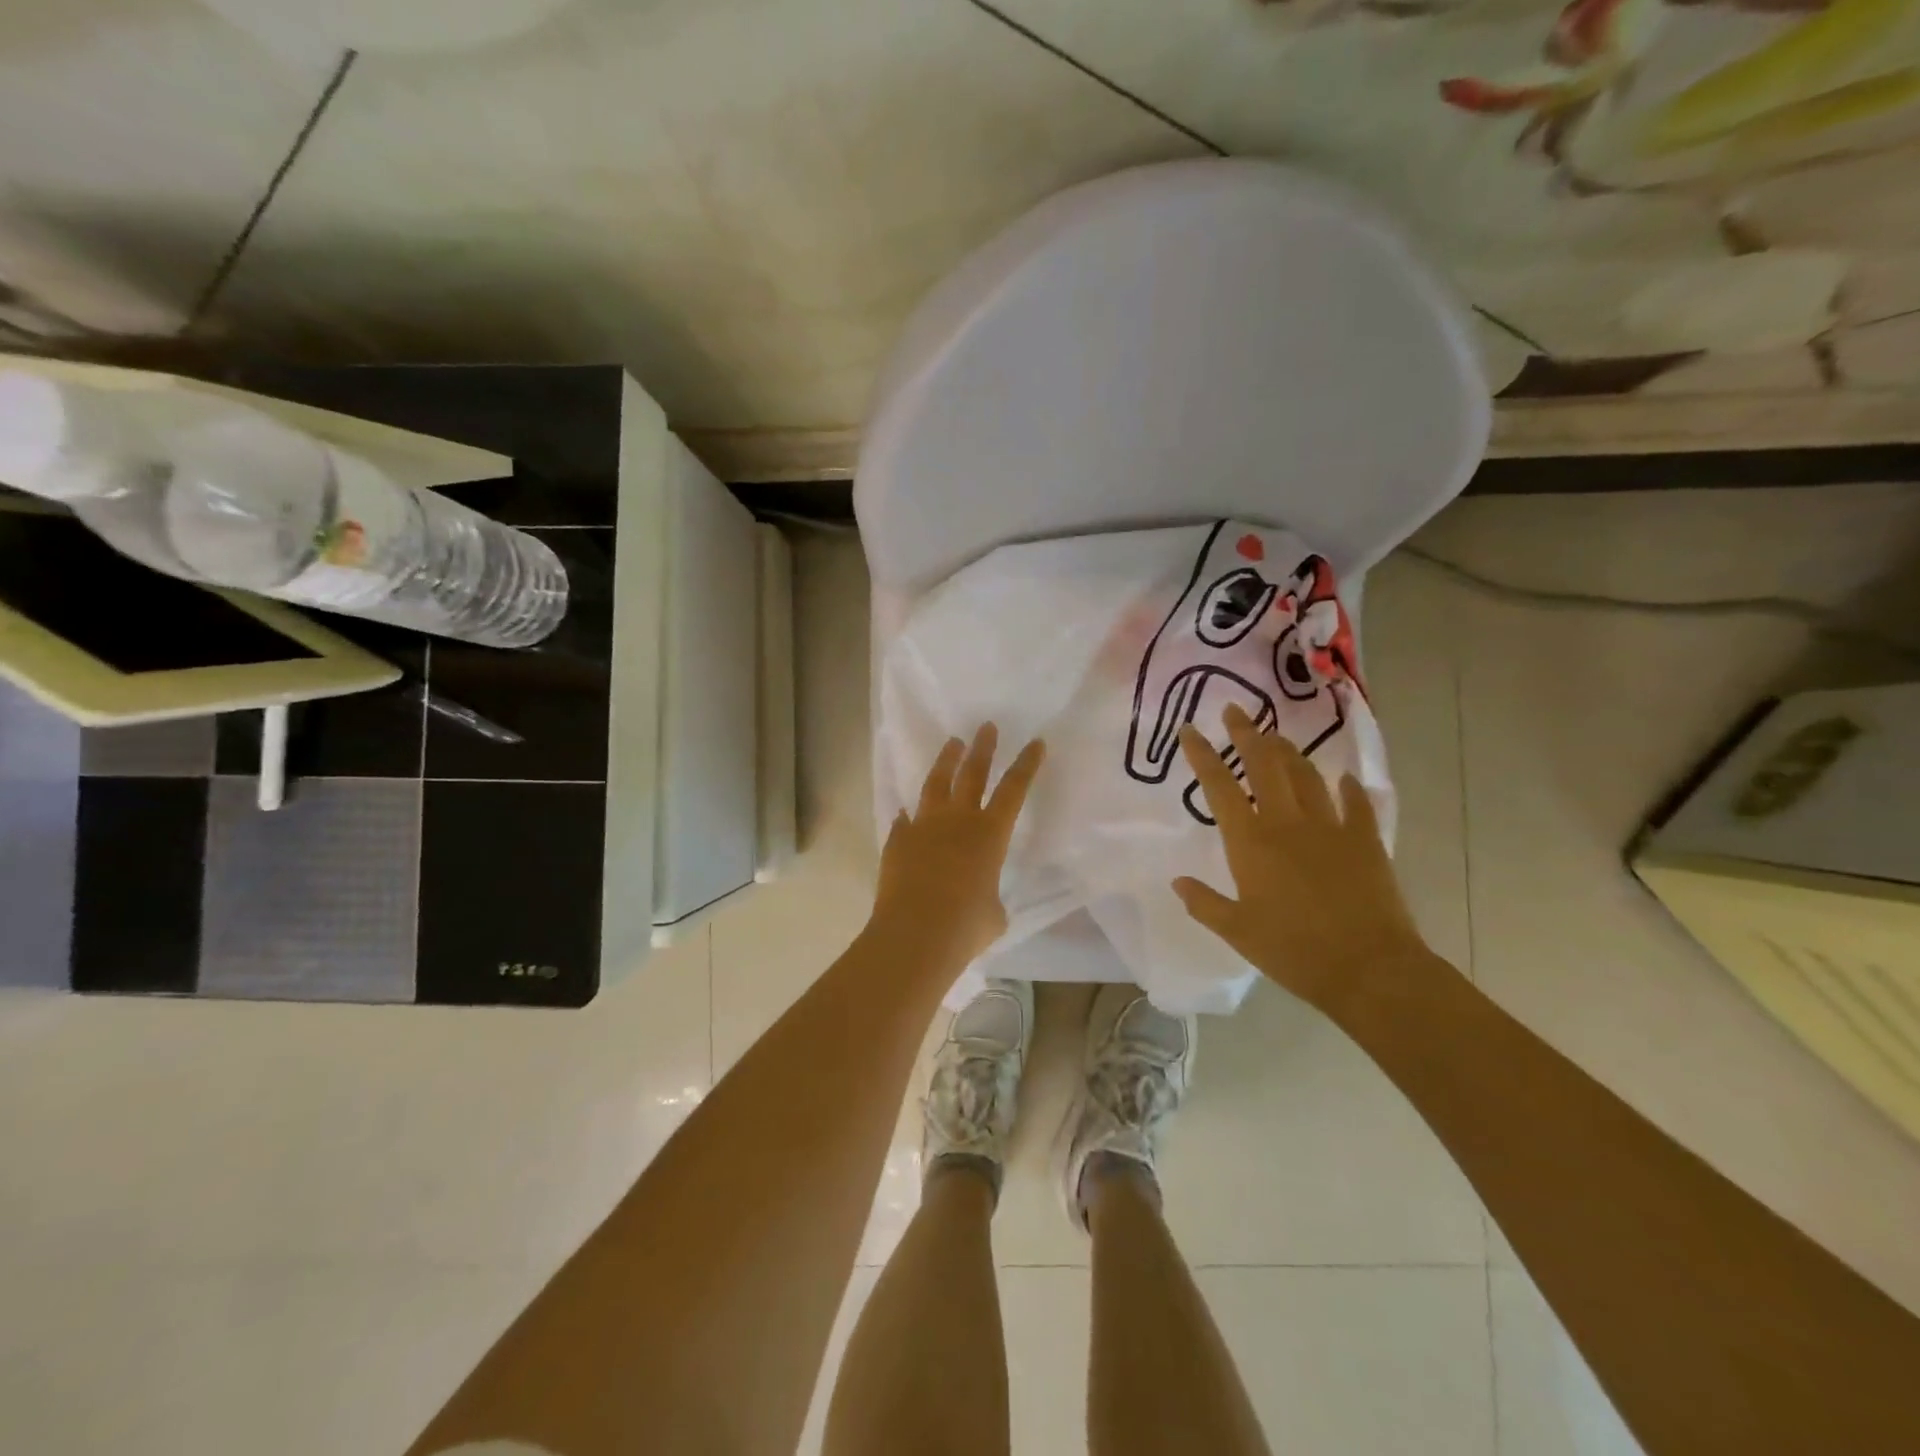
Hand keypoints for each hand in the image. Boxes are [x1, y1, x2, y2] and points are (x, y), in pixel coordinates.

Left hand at [872, 723, 1045, 972]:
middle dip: (983, 748)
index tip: (1035, 742)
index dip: (1026, 764)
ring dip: (946, 762)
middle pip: (972, 774)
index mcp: (989, 834)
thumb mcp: (993, 915)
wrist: (914, 935)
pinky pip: (905, 822)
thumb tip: (978, 897)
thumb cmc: (965, 927)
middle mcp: (957, 821)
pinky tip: (907, 813)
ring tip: (952, 744)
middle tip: (986, 727)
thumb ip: (989, 897)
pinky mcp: (897, 842)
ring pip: (935, 784)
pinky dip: (909, 816)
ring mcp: (923, 827)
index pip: (1014, 789)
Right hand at [1171, 704, 1431, 1015]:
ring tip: (1277, 737)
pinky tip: (1345, 777)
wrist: (1368, 968)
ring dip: (1289, 752)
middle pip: (1264, 766)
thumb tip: (1178, 882)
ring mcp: (1330, 828)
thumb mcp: (1237, 932)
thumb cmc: (1293, 951)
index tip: (1190, 730)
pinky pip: (1357, 804)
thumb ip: (1204, 903)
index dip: (1202, 755)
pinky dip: (1349, 788)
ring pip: (1306, 776)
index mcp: (1250, 842)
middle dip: (1247, 734)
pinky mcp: (1365, 841)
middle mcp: (1287, 823)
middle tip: (1236, 712)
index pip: (1219, 787)